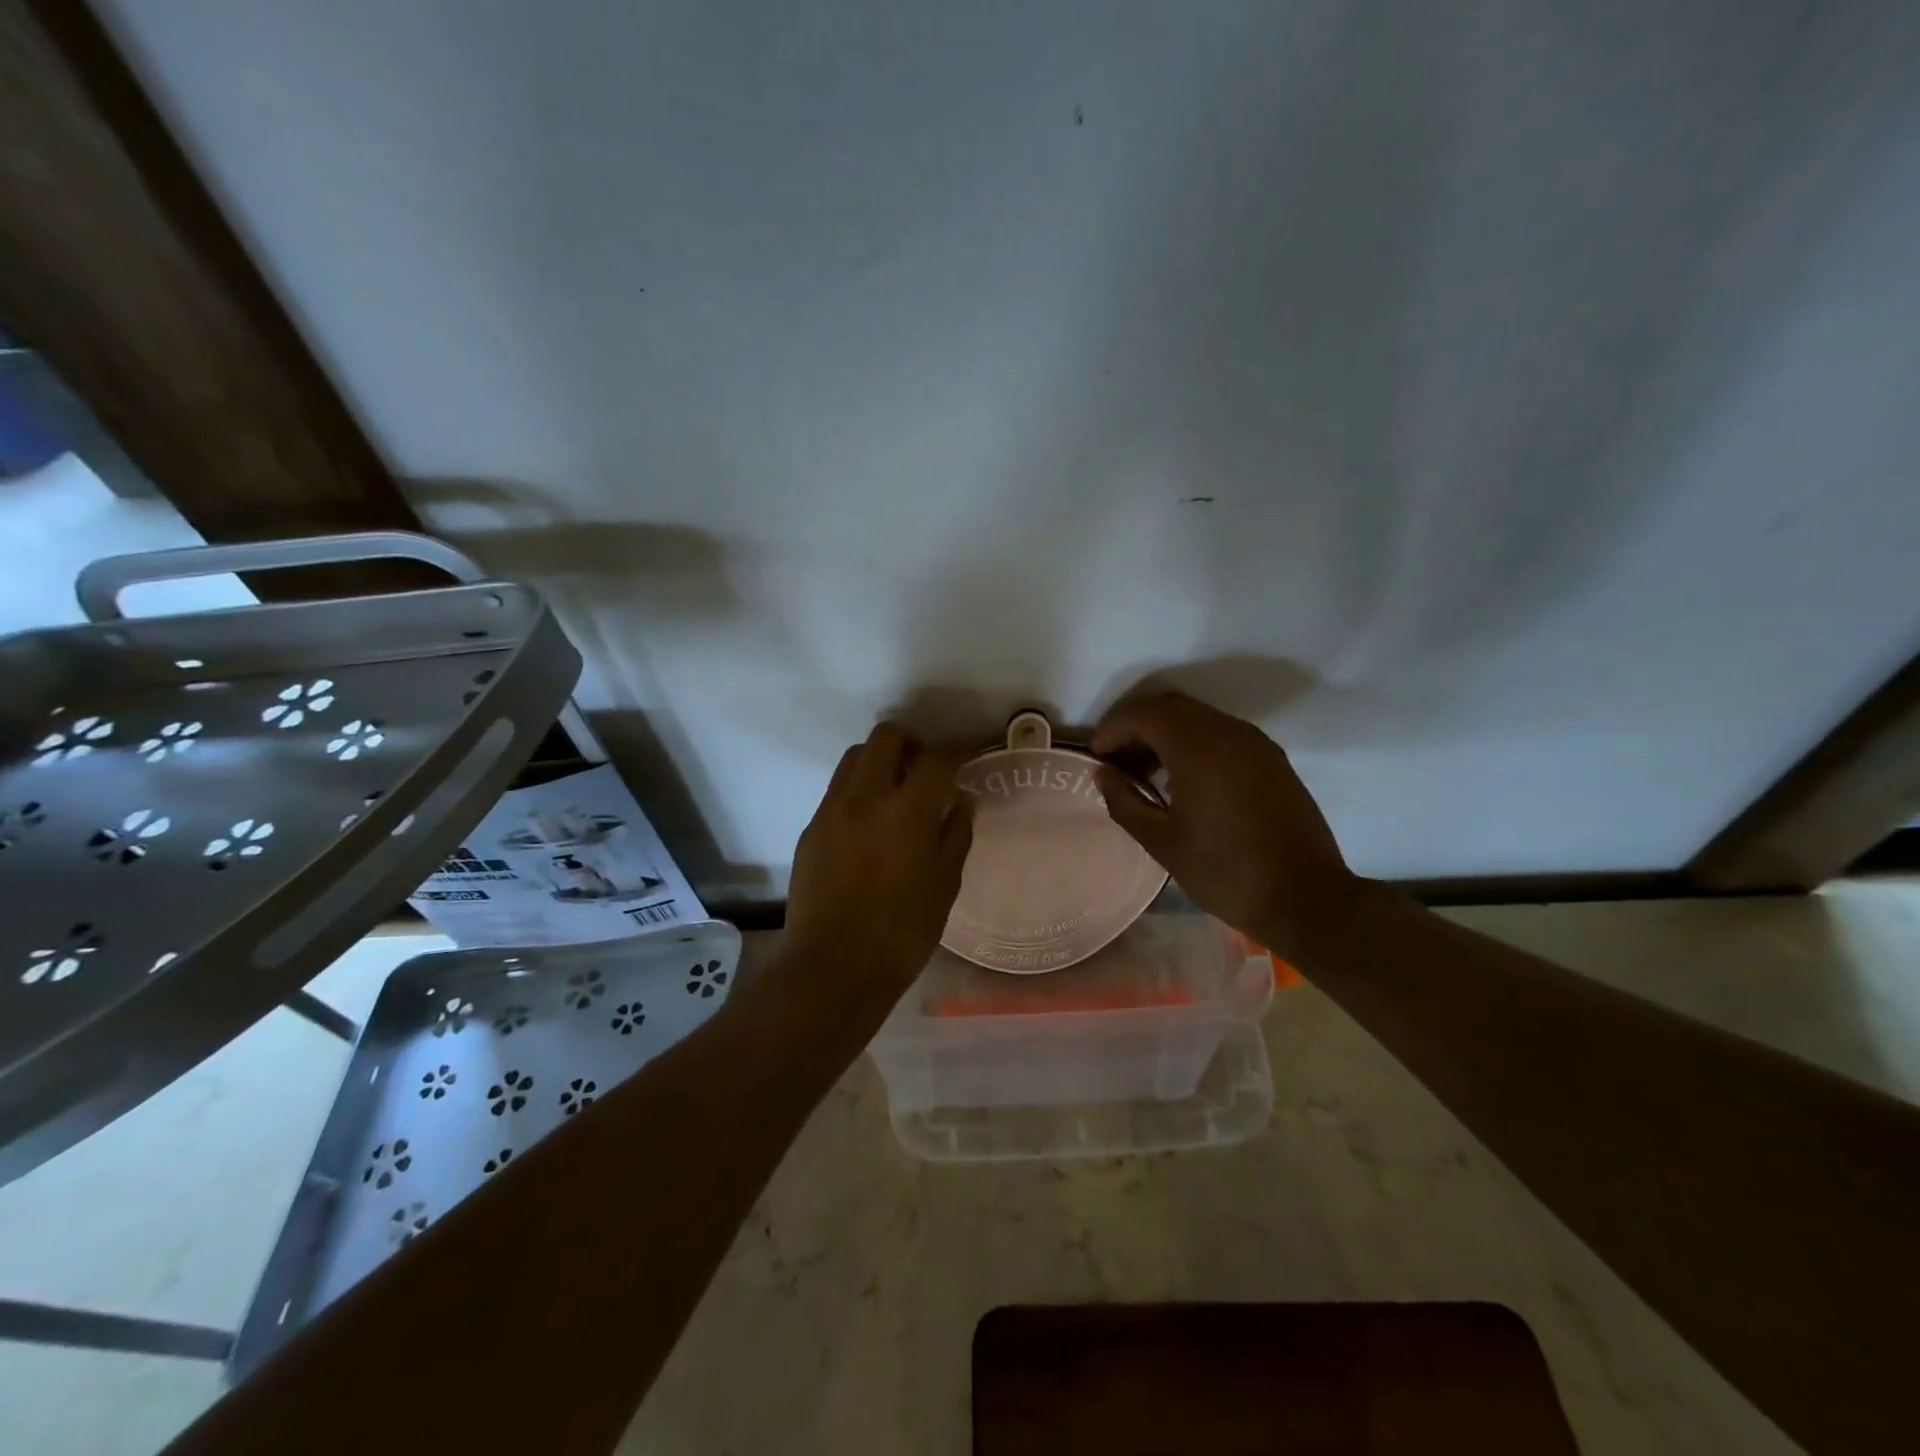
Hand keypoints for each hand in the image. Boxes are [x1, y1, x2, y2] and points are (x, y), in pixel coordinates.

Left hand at [781, 723, 974, 1028]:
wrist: (833, 968)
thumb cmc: (901, 933)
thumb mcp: (945, 885)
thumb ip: (956, 834)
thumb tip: (961, 800)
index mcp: (905, 812)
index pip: (936, 759)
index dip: (959, 751)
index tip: (970, 755)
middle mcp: (864, 798)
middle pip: (885, 738)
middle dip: (912, 743)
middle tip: (927, 769)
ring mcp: (831, 811)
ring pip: (854, 758)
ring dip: (880, 761)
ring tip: (897, 791)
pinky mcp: (810, 829)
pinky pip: (837, 791)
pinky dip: (859, 789)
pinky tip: (871, 823)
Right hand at [1092, 691, 1361, 960]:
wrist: (1306, 899)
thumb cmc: (1225, 872)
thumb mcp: (1161, 842)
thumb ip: (1124, 801)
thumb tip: (1103, 774)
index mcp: (1198, 748)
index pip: (1144, 714)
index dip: (1112, 729)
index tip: (1096, 757)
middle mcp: (1228, 732)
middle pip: (1170, 707)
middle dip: (1136, 726)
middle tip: (1115, 761)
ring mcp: (1255, 743)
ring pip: (1197, 717)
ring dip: (1164, 733)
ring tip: (1145, 773)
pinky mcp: (1271, 759)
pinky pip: (1221, 733)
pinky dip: (1192, 742)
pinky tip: (1182, 780)